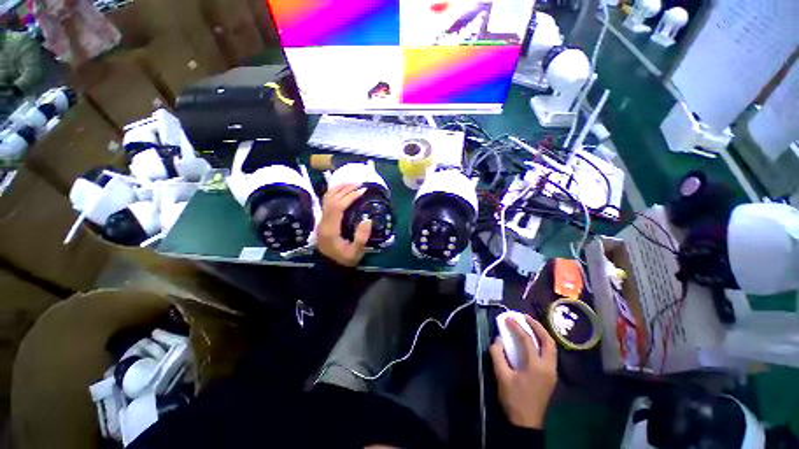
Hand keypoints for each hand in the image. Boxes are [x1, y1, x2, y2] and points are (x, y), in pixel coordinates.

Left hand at [317, 184, 372, 266]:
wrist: (329, 268)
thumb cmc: (344, 260)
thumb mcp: (355, 253)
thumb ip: (361, 237)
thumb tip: (368, 219)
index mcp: (330, 229)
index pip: (338, 207)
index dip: (350, 197)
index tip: (362, 191)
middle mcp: (323, 222)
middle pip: (331, 199)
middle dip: (345, 189)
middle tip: (359, 183)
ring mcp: (321, 220)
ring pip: (326, 199)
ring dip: (338, 188)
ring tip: (351, 183)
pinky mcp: (323, 221)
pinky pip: (326, 203)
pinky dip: (333, 193)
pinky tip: (341, 190)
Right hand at [490, 315, 557, 429]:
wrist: (526, 423)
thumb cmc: (513, 399)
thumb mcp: (501, 376)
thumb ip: (498, 354)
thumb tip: (499, 339)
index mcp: (537, 366)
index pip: (528, 340)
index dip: (517, 327)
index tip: (508, 318)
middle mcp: (548, 367)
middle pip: (548, 341)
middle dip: (537, 326)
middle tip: (525, 317)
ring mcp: (552, 373)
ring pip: (552, 347)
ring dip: (542, 334)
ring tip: (530, 325)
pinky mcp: (551, 377)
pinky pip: (550, 354)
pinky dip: (543, 343)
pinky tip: (533, 341)